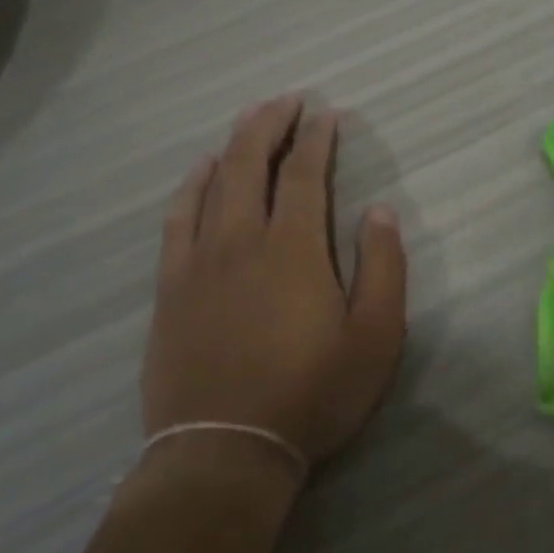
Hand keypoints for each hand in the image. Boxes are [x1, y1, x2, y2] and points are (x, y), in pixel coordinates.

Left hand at [143, 95, 407, 463]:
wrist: (225, 451)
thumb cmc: (312, 393)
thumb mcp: (376, 337)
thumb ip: (383, 267)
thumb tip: (379, 210)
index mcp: (294, 247)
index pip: (304, 174)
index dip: (317, 139)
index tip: (327, 115)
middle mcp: (241, 239)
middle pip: (250, 163)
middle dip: (270, 124)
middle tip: (287, 101)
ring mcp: (198, 261)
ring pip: (212, 183)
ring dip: (232, 144)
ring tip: (249, 119)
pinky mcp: (171, 287)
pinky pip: (177, 219)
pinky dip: (191, 186)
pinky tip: (201, 171)